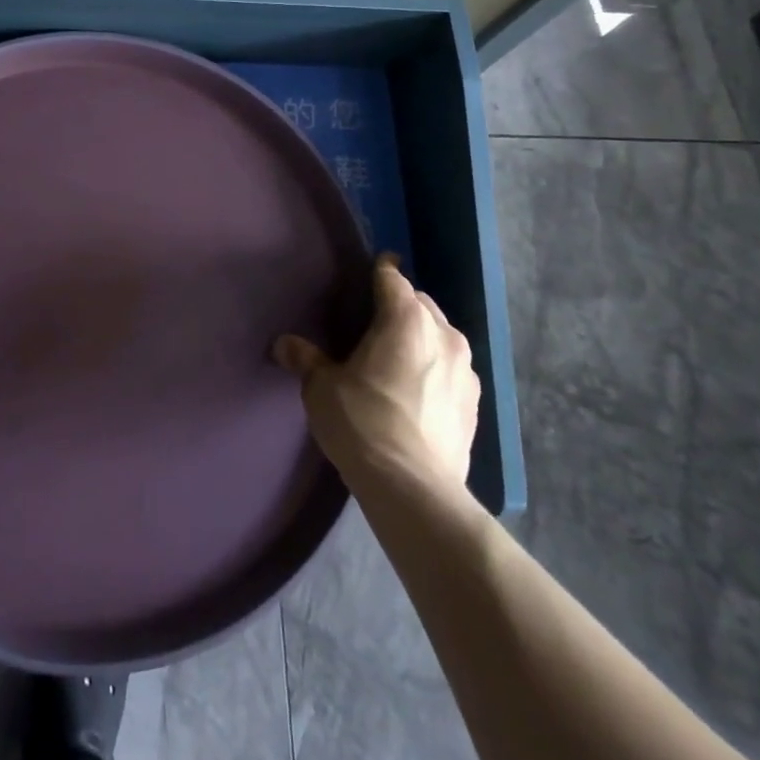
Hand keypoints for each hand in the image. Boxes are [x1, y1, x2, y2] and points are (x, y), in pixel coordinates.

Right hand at [274, 254, 478, 493]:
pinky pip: (451, 369)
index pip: (392, 278)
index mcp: (406, 319)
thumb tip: (284, 344)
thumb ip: (306, 358)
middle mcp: (443, 334)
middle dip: (400, 306)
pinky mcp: (475, 404)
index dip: (379, 271)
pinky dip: (435, 369)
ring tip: (396, 357)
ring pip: (441, 336)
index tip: (369, 272)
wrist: (413, 489)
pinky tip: (416, 391)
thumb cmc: (362, 422)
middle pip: (420, 303)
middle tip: (372, 322)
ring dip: (421, 338)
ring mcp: (466, 370)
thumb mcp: (322, 387)